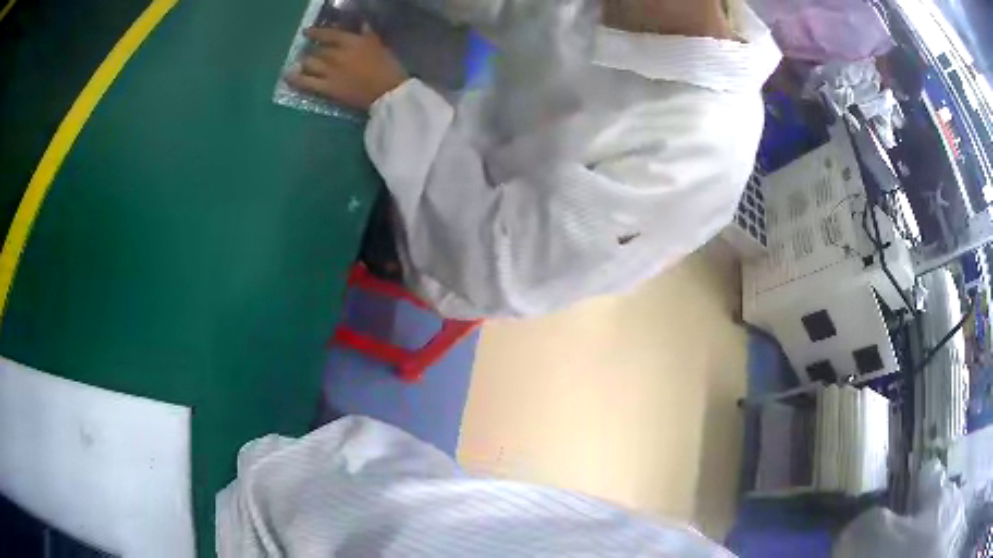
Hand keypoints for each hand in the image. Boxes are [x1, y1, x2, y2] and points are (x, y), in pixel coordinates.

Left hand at [286, 25, 407, 110]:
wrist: (388, 92)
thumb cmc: (388, 67)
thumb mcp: (379, 46)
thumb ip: (368, 35)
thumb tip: (362, 25)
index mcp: (351, 42)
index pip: (328, 34)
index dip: (315, 32)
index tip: (307, 32)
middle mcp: (336, 54)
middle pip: (317, 50)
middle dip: (312, 51)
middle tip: (308, 52)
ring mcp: (329, 72)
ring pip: (309, 63)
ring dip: (305, 62)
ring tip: (302, 64)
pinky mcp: (327, 88)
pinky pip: (306, 82)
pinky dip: (295, 79)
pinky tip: (289, 76)